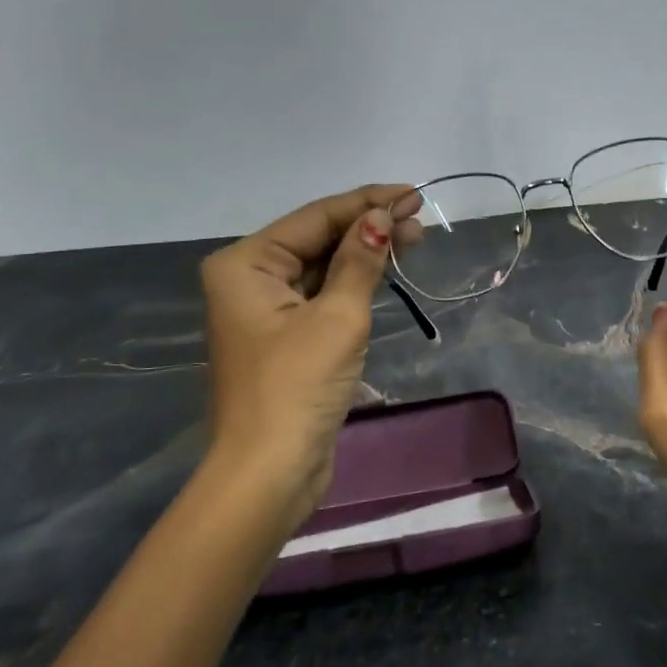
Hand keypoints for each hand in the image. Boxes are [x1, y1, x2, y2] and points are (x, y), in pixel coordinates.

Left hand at [200, 184, 420, 531]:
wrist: (270, 473)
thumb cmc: (298, 387)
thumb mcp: (337, 316)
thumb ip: (360, 260)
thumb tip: (382, 216)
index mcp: (246, 264)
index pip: (316, 217)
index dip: (367, 202)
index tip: (413, 193)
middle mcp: (249, 279)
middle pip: (318, 238)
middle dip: (368, 227)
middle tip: (420, 220)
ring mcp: (266, 310)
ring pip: (323, 266)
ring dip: (365, 253)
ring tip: (413, 240)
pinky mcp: (286, 337)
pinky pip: (323, 294)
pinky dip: (355, 282)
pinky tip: (385, 270)